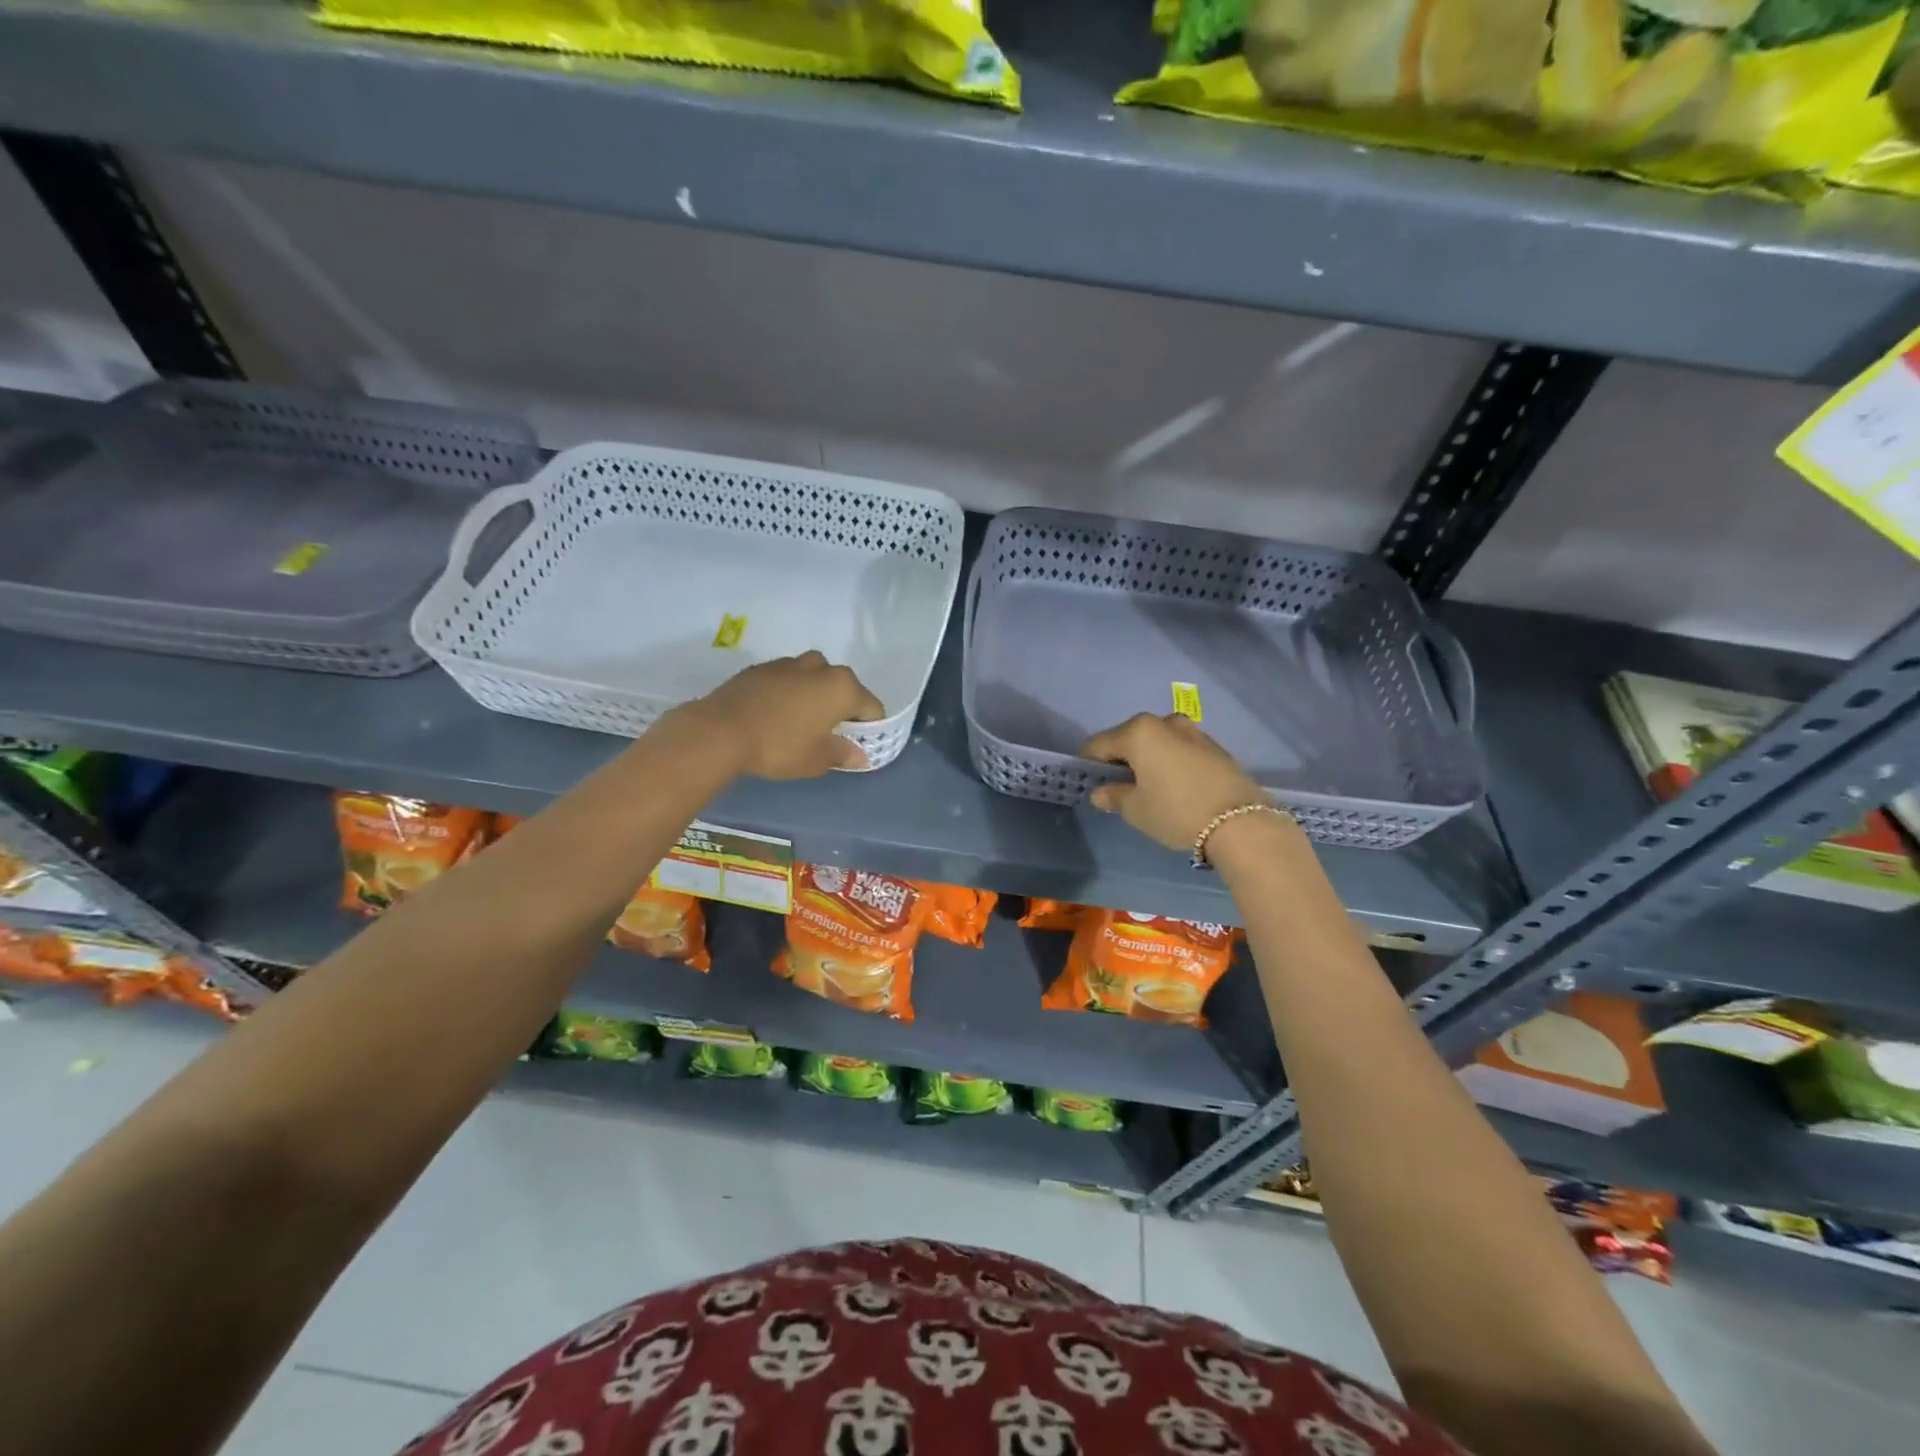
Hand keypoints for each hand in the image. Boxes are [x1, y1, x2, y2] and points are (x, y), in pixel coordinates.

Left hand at [680, 651, 884, 778]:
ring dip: (815, 696)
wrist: (720, 730)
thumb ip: (843, 754)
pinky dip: (790, 693)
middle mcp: (821, 667)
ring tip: (801, 722)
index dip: (869, 728)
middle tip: (829, 735)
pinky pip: (788, 679)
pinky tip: (776, 714)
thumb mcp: (816, 759)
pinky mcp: (763, 667)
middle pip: (844, 688)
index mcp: (843, 687)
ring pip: (815, 678)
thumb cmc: (779, 746)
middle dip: (842, 708)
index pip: (871, 707)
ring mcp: (790, 663)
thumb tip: (860, 756)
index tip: (858, 745)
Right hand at [1081, 713, 1269, 852]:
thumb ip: (1113, 796)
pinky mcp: (1214, 747)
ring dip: (1146, 761)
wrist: (1241, 823)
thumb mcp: (1136, 809)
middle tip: (1118, 789)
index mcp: (1138, 731)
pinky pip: (1179, 750)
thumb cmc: (1176, 811)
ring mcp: (1193, 732)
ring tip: (1149, 789)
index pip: (1098, 744)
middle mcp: (1165, 722)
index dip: (1088, 764)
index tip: (1088, 784)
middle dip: (1119, 760)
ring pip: (1156, 743)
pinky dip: (1169, 763)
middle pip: (1128, 739)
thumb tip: (1101, 792)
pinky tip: (1174, 788)